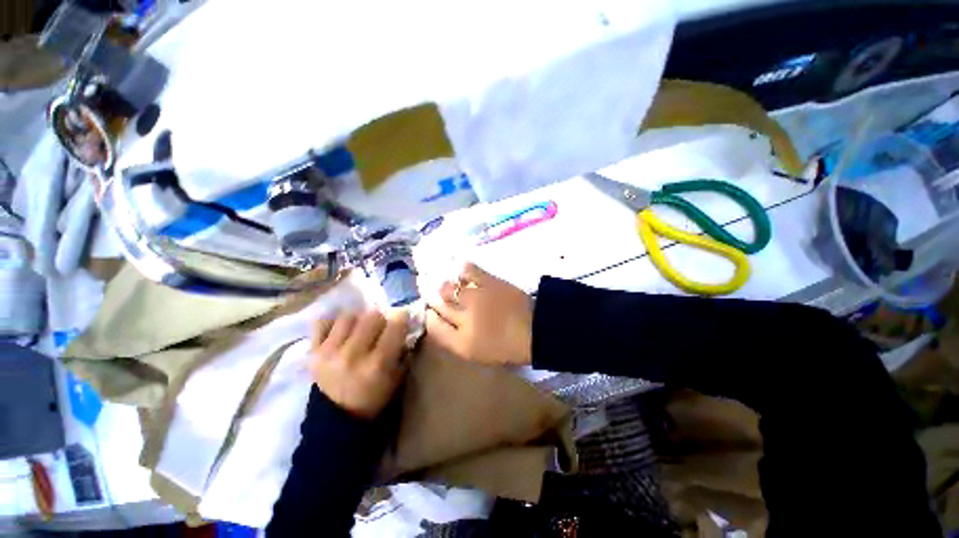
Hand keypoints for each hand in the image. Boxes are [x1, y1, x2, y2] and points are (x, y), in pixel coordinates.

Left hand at [309, 309, 409, 419]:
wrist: (338, 420)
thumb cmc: (375, 398)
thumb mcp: (398, 377)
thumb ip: (402, 349)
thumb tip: (404, 324)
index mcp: (378, 364)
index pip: (395, 324)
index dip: (401, 318)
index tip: (401, 319)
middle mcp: (353, 355)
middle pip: (372, 316)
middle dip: (380, 320)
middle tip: (380, 329)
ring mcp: (329, 352)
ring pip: (349, 316)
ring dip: (358, 320)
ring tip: (359, 331)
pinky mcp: (312, 353)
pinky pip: (322, 323)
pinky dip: (333, 324)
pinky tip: (340, 333)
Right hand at [426, 263, 532, 365]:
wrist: (536, 330)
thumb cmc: (508, 348)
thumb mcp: (478, 354)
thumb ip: (455, 340)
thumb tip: (440, 321)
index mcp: (462, 343)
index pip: (433, 327)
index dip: (429, 318)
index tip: (431, 313)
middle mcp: (464, 320)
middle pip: (438, 306)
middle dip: (434, 300)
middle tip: (437, 297)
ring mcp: (476, 299)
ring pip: (448, 288)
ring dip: (445, 286)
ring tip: (448, 285)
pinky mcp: (489, 283)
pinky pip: (468, 271)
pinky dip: (462, 270)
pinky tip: (461, 270)